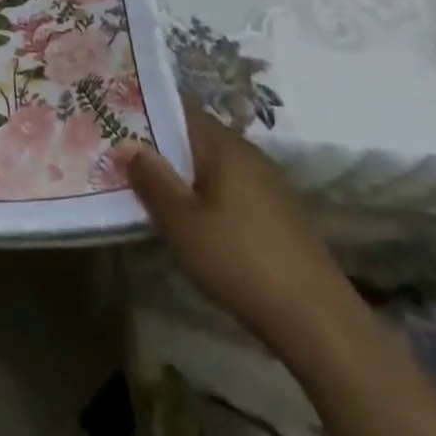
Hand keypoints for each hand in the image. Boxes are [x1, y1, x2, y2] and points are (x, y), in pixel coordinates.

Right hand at [117, 107, 348, 342]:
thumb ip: (151, 180)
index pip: (177, 110)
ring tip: (151, 191)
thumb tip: (125, 144)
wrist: (321, 325)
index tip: (113, 122)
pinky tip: (195, 223)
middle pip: (195, 138)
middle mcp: (248, 153)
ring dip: (184, 175)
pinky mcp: (280, 216)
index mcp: (224, 144)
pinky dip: (208, 197)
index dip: (145, 113)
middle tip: (123, 159)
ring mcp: (268, 185)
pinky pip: (232, 190)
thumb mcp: (182, 224)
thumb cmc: (241, 262)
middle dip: (161, 147)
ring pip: (214, 167)